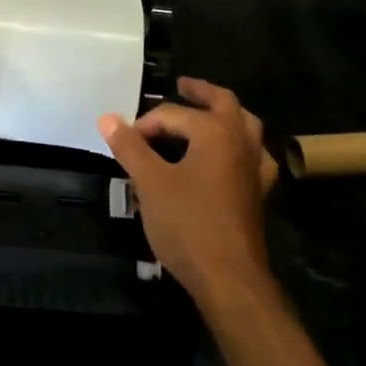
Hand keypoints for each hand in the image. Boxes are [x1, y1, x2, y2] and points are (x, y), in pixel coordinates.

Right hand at [100, 78, 277, 308]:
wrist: (229, 279)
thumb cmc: (188, 224)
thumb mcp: (151, 183)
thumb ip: (130, 147)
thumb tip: (107, 118)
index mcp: (215, 131)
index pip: (173, 114)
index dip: (146, 124)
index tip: (125, 140)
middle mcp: (240, 140)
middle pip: (223, 103)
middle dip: (201, 92)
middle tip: (182, 86)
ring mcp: (254, 167)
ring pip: (246, 126)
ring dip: (227, 114)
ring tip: (208, 113)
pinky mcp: (258, 192)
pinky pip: (254, 157)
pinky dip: (243, 148)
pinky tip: (233, 157)